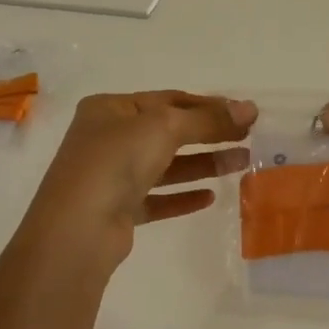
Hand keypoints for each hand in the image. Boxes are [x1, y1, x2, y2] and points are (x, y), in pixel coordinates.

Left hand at [22, 92, 257, 270]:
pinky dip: (182, 196)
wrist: (78, 228)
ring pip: (165, 166)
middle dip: (210, 134)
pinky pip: (157, 198)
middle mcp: (108, 139)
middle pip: (168, 132)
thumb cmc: (115, 161)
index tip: (244, 114)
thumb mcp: (164, 127)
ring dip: (203, 164)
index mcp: (110, 109)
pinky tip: (210, 197)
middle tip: (249, 138)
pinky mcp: (118, 210)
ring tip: (242, 164)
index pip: (167, 100)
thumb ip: (208, 119)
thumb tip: (250, 108)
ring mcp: (111, 176)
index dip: (208, 105)